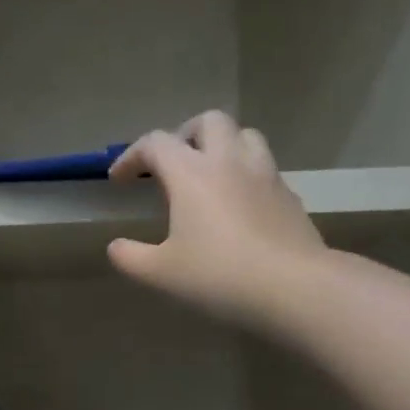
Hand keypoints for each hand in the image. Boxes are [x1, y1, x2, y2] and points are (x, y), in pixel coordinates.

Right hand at [107, 112, 325, 329]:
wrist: (294, 287)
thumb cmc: (218, 275)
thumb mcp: (160, 273)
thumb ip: (130, 257)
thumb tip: (115, 247)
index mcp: (191, 173)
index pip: (155, 143)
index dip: (131, 156)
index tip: (119, 180)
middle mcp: (229, 161)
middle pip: (208, 122)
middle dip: (184, 135)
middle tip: (171, 163)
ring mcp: (265, 175)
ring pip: (244, 136)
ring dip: (222, 146)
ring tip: (209, 174)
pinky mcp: (289, 196)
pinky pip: (265, 169)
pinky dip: (246, 175)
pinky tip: (240, 205)